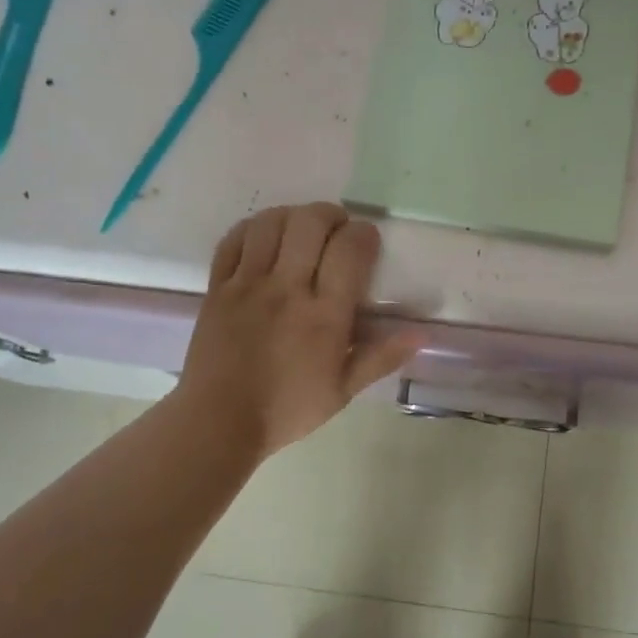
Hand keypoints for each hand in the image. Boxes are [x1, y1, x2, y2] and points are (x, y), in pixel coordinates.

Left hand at [176, 203, 418, 459]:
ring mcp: (247, 284)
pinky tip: (265, 237)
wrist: (219, 422)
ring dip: (293, 215)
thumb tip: (419, 334)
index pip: (349, 250)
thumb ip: (381, 358)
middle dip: (331, 215)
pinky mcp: (217, 287)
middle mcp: (286, 290)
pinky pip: (234, 240)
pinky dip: (253, 228)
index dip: (364, 234)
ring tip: (302, 229)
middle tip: (338, 228)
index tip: (367, 241)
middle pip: (310, 223)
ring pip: (271, 223)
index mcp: (324, 315)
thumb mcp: (343, 390)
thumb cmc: (287, 409)